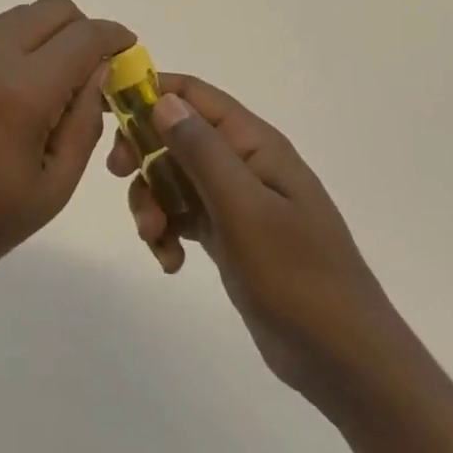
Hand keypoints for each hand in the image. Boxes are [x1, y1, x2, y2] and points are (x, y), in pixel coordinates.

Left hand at [0, 0, 134, 310]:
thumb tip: (101, 73)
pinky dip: (21, 44)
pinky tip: (20, 92)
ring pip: (21, 16)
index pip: (84, 36)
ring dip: (51, 33)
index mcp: (22, 90)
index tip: (130, 53)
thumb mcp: (51, 188)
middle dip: (84, 29)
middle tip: (95, 71)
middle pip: (52, 9)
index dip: (115, 37)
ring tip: (59, 83)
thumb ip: (84, 123)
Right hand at [108, 75, 393, 412]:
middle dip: (144, 154)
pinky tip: (171, 262)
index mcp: (254, 144)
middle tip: (119, 175)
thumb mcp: (244, 209)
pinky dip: (168, 232)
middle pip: (176, 136)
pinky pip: (183, 216)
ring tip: (155, 239)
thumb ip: (202, 152)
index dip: (150, 93)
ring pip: (173, 178)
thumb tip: (163, 100)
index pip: (194, 95)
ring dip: (152, 201)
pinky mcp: (229, 235)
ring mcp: (235, 201)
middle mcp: (243, 163)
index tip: (108, 113)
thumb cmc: (297, 276)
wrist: (343, 359)